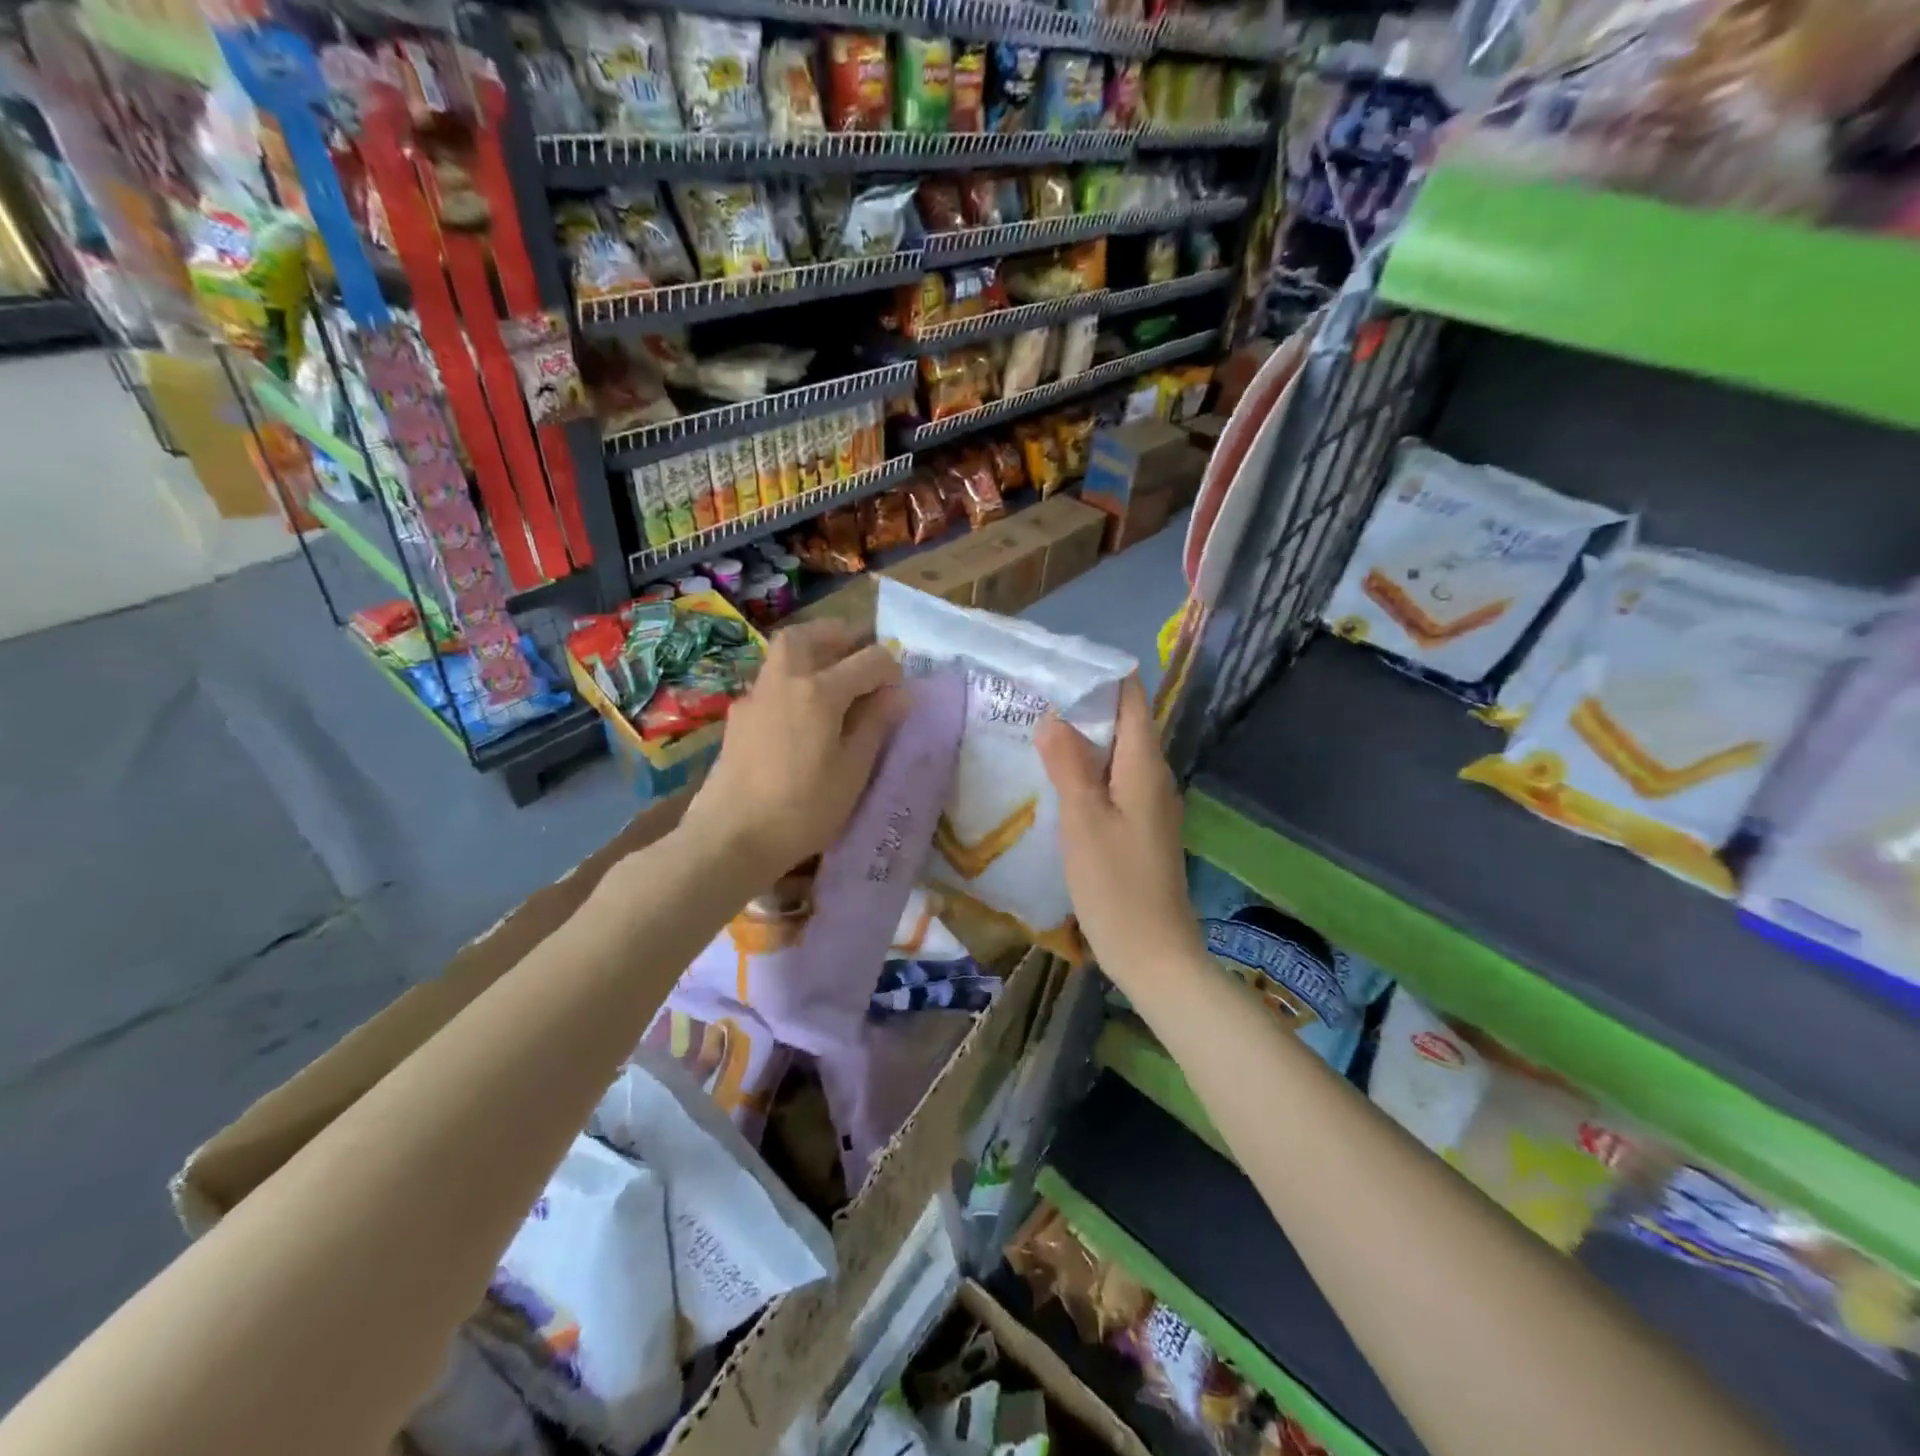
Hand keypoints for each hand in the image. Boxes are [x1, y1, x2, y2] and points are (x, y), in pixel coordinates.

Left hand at [681, 620, 902, 887]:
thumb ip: (876, 725)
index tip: (900, 691)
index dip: (890, 669)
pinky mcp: (738, 718)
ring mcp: (755, 697)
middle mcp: (784, 680)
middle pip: (809, 635)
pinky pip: (771, 682)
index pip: (867, 660)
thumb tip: (899, 693)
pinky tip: (804, 715)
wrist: (730, 837)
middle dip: (839, 636)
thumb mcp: (852, 771)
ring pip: (784, 654)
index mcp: (819, 691)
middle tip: (859, 655)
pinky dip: (794, 680)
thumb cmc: (802, 809)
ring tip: (835, 682)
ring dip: (812, 653)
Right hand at [1036, 676, 1203, 992]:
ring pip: (1117, 756)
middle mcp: (1155, 778)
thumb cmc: (1116, 886)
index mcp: (1145, 767)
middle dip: (1084, 706)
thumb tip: (1053, 717)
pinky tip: (1057, 780)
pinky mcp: (1141, 829)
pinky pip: (1114, 784)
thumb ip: (1069, 765)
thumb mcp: (1083, 821)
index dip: (1102, 675)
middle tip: (1035, 696)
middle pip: (1124, 724)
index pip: (1132, 699)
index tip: (1060, 664)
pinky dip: (1088, 772)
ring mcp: (1150, 806)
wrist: (1154, 954)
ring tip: (1037, 729)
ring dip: (1083, 740)